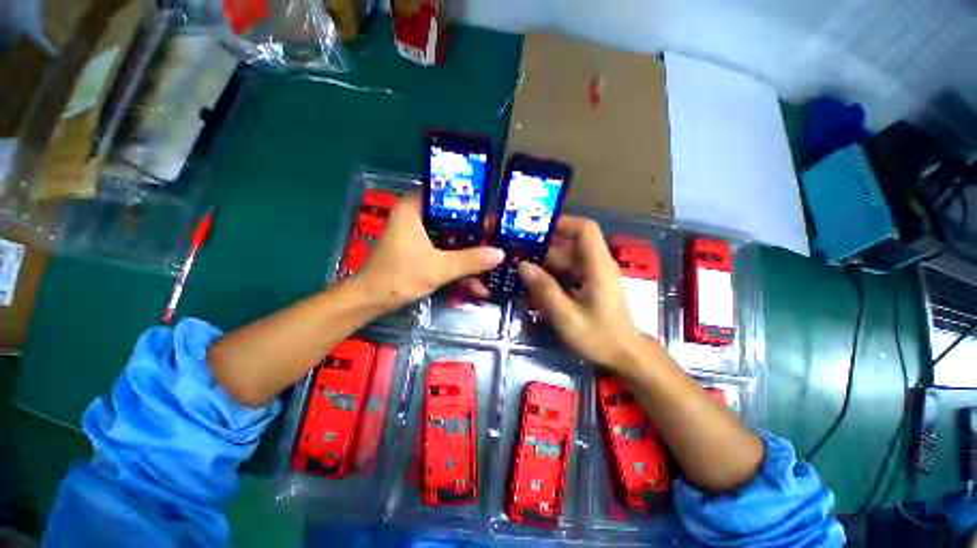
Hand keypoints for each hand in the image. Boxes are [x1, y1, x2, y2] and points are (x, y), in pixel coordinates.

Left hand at [357, 194, 504, 310]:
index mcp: (414, 209)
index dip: (471, 202)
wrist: (371, 301)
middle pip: (453, 218)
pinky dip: (458, 265)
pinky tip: (476, 282)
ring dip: (469, 254)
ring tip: (493, 262)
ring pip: (451, 238)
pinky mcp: (421, 251)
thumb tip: (500, 253)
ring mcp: (419, 236)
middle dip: (475, 233)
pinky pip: (446, 252)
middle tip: (498, 237)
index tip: (492, 212)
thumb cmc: (398, 277)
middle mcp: (417, 218)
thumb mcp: (438, 268)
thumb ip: (469, 260)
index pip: (447, 194)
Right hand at [517, 216, 645, 369]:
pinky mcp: (589, 286)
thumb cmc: (600, 337)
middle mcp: (596, 266)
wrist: (625, 356)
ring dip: (544, 265)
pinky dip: (551, 277)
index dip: (563, 223)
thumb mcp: (567, 317)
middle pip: (569, 247)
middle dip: (543, 248)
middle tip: (516, 253)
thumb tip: (523, 265)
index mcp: (598, 266)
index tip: (537, 227)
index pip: (585, 229)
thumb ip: (545, 290)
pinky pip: (567, 274)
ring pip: (565, 261)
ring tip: (519, 270)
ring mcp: (593, 276)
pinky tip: (533, 287)